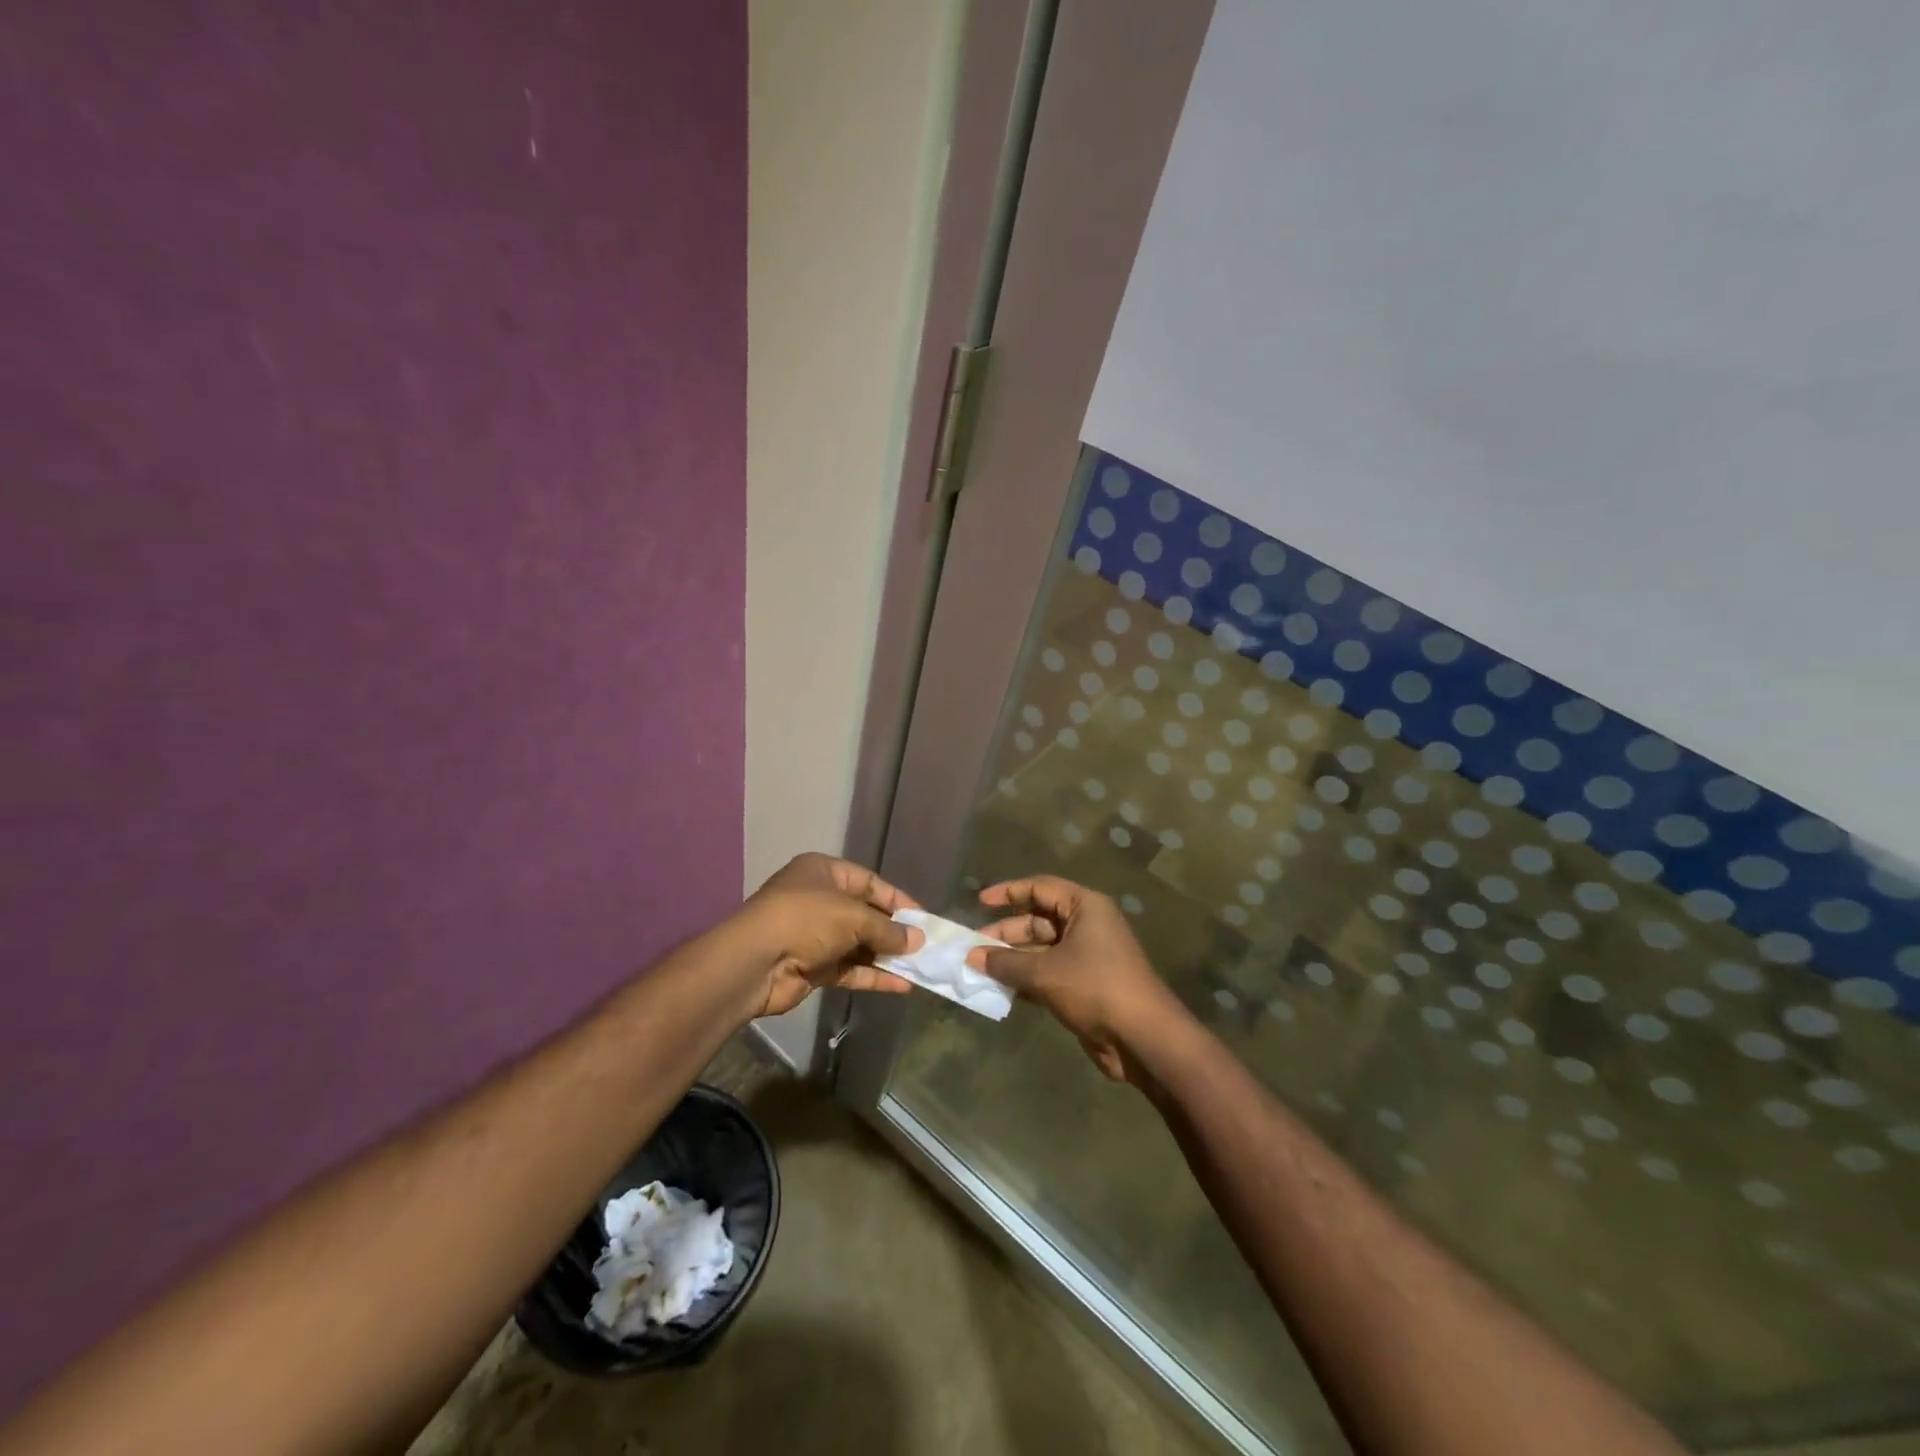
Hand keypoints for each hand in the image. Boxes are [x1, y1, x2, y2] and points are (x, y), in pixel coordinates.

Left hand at [735, 854, 923, 1017]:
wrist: (755, 963)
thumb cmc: (806, 919)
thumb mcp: (852, 916)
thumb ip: (887, 929)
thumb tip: (917, 940)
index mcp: (823, 872)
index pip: (869, 882)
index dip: (897, 899)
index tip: (923, 918)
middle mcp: (819, 900)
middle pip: (865, 914)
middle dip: (893, 931)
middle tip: (924, 945)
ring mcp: (815, 935)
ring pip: (859, 945)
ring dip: (886, 956)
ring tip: (920, 967)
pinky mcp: (813, 967)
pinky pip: (850, 969)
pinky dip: (873, 976)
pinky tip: (901, 985)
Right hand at [965, 876, 1186, 1084]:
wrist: (1141, 1037)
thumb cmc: (1094, 987)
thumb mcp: (1045, 972)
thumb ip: (1006, 962)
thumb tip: (972, 957)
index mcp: (1085, 907)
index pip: (1040, 888)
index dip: (1008, 892)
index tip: (979, 902)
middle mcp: (1087, 925)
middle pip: (1039, 920)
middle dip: (1007, 933)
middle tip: (974, 948)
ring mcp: (1087, 956)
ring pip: (1042, 949)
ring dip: (1014, 959)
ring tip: (981, 970)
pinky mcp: (1085, 984)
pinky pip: (1049, 972)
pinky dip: (1026, 978)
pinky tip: (1001, 989)